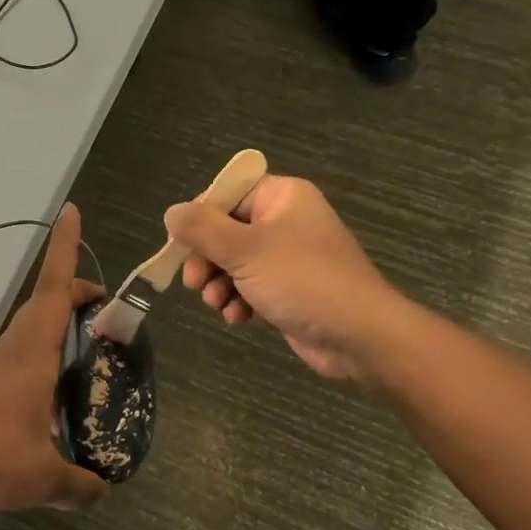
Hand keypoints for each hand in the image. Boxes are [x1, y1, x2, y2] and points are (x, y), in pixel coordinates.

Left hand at [0, 204, 110, 514]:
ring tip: (79, 370)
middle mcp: (6, 351)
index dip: (65, 247)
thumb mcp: (43, 479)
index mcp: (30, 354)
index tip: (70, 210)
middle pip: (41, 309)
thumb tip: (102, 492)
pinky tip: (38, 412)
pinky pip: (8, 367)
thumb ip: (78, 486)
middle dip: (72, 299)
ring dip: (51, 338)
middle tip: (102, 314)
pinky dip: (31, 370)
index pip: (54, 289)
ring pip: (24, 339)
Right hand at [166, 176, 409, 382]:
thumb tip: (172, 213)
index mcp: (281, 197)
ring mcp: (289, 256)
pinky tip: (238, 318)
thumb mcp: (243, 249)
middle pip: (226, 230)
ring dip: (219, 284)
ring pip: (235, 262)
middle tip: (193, 282)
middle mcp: (285, 220)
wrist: (358, 335)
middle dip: (206, 259)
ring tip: (217, 304)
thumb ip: (202, 229)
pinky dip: (239, 300)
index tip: (180, 245)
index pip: (227, 194)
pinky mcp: (290, 288)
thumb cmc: (301, 280)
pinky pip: (251, 286)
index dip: (199, 218)